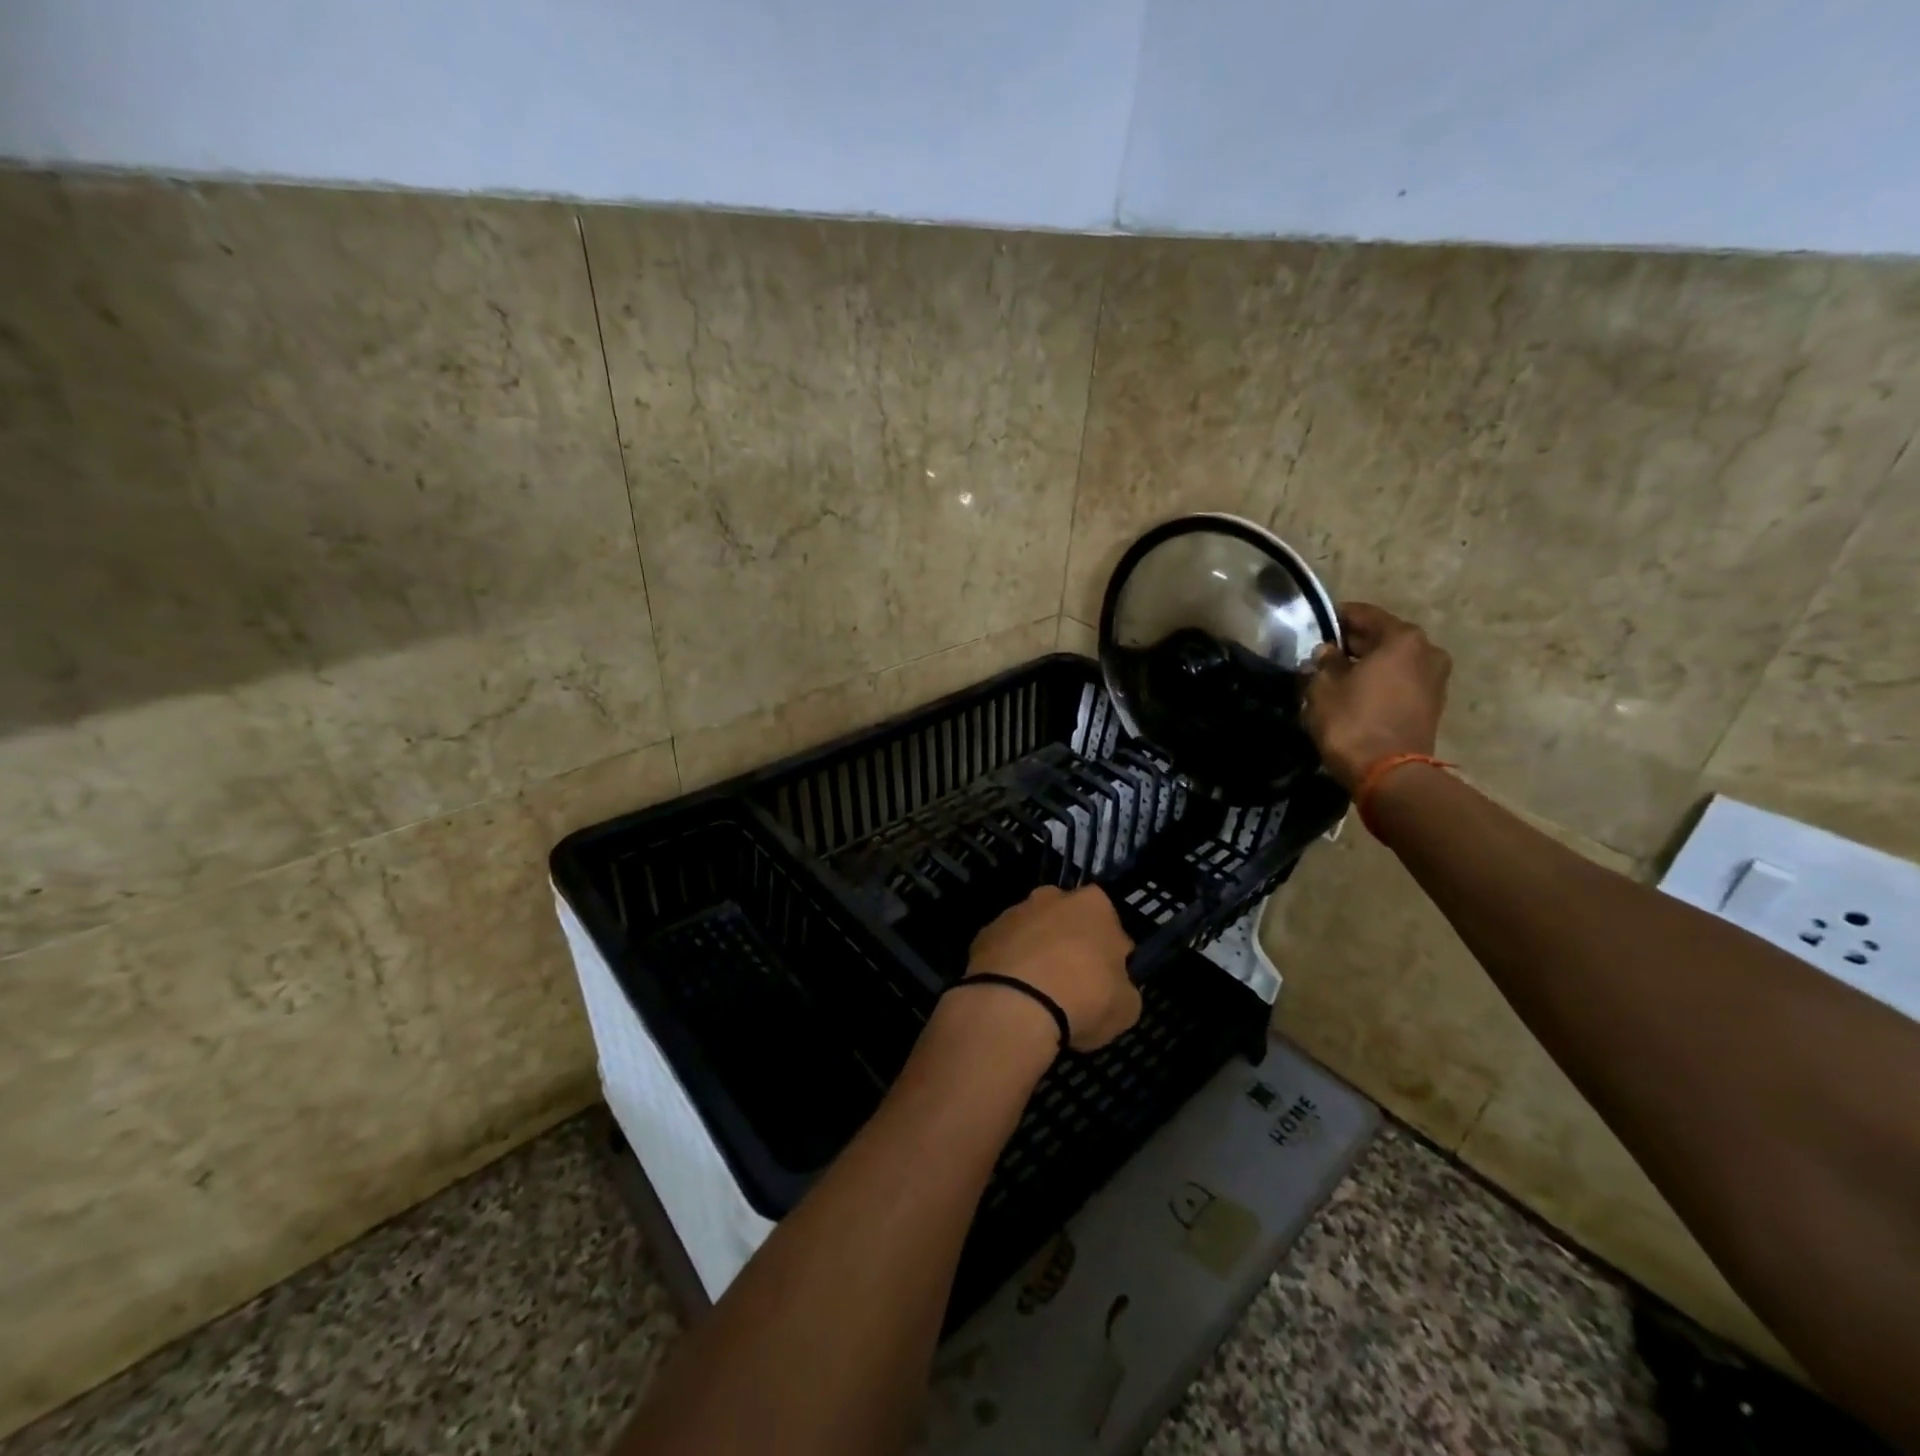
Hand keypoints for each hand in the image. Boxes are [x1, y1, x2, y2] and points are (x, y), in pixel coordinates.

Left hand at [966, 886, 1141, 1051]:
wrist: (1014, 1006)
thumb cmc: (1083, 998)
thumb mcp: (1126, 1006)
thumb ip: (1123, 986)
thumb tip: (1114, 985)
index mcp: (1094, 904)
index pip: (1109, 924)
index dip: (1109, 953)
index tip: (1105, 980)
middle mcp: (1052, 897)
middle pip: (1067, 920)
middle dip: (1069, 944)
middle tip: (1071, 984)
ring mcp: (1014, 912)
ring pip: (1032, 932)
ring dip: (1037, 953)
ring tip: (1037, 994)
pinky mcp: (984, 934)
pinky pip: (1004, 949)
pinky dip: (1009, 966)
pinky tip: (1012, 995)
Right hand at [1303, 602, 1451, 791]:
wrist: (1388, 774)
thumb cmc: (1352, 721)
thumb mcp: (1323, 687)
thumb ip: (1324, 662)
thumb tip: (1327, 653)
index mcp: (1402, 638)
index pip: (1363, 614)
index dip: (1335, 618)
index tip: (1313, 625)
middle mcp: (1427, 651)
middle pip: (1382, 637)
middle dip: (1352, 644)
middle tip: (1321, 654)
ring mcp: (1435, 679)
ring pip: (1393, 661)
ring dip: (1367, 665)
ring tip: (1336, 677)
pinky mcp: (1432, 705)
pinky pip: (1400, 682)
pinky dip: (1379, 683)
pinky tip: (1355, 694)